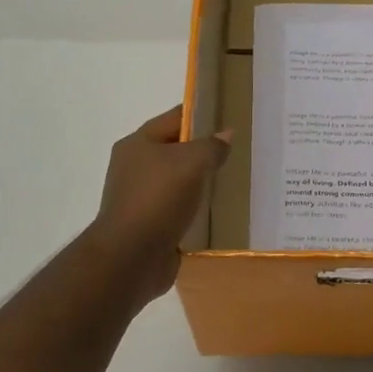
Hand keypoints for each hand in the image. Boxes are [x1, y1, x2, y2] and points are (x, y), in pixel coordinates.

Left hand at [88, 106, 231, 307]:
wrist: (131, 257)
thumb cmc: (157, 200)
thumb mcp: (191, 163)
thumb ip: (211, 146)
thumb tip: (226, 135)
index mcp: (138, 144)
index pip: (174, 119)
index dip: (202, 114)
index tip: (231, 116)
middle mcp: (136, 168)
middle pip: (177, 152)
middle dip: (206, 152)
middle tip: (240, 152)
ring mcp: (143, 199)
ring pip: (181, 183)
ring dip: (204, 185)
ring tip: (237, 182)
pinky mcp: (153, 226)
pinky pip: (181, 211)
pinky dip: (199, 211)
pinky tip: (222, 214)